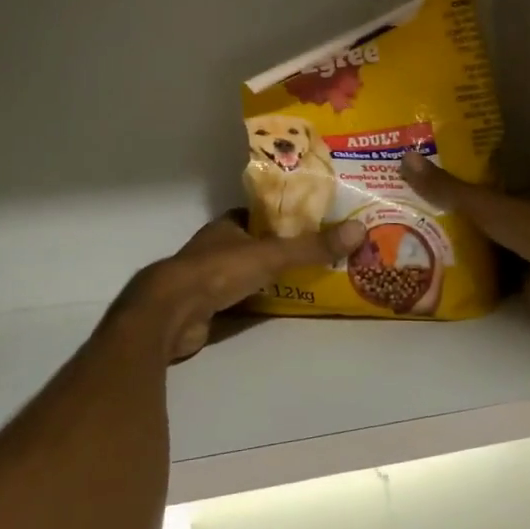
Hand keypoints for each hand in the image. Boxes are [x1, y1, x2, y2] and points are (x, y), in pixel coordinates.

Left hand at [117, 214, 367, 360]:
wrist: (170, 313)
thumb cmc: (218, 271)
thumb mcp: (272, 255)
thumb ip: (312, 246)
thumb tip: (359, 230)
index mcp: (227, 225)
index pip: (260, 215)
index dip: (284, 217)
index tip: (312, 222)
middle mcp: (216, 247)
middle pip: (255, 244)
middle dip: (281, 248)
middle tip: (318, 253)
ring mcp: (208, 278)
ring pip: (247, 273)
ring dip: (270, 276)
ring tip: (308, 279)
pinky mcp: (206, 307)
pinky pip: (239, 299)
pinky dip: (257, 301)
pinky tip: (280, 306)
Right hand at [400, 153, 529, 322]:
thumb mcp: (483, 204)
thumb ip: (446, 188)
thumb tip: (404, 157)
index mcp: (509, 198)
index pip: (472, 190)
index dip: (445, 189)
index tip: (411, 189)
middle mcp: (511, 224)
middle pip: (471, 223)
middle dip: (442, 224)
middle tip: (399, 223)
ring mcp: (514, 256)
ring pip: (476, 252)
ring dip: (451, 254)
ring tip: (407, 254)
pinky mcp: (514, 286)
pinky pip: (483, 281)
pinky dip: (464, 282)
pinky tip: (432, 283)